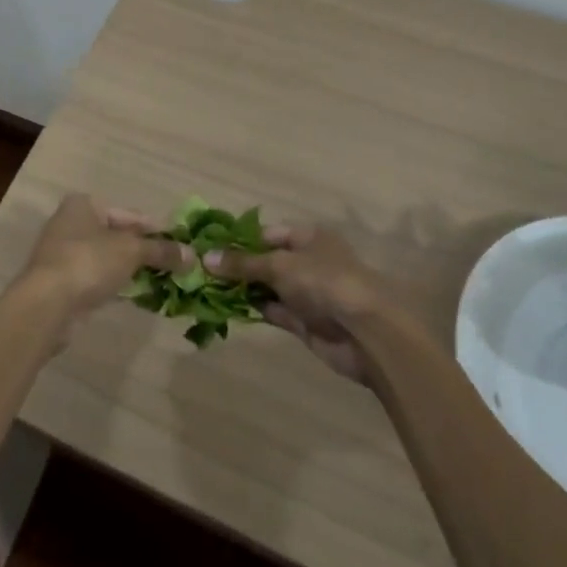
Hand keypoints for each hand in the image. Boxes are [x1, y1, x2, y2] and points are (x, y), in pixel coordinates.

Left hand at [20, 194, 183, 322]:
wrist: (47, 304)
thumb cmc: (89, 262)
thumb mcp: (131, 251)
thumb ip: (161, 251)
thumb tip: (193, 256)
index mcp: (85, 205)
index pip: (129, 215)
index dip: (156, 230)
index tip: (180, 246)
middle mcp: (72, 223)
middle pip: (118, 236)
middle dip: (145, 252)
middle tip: (174, 267)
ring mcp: (64, 254)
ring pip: (108, 259)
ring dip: (132, 270)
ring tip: (161, 283)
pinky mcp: (63, 283)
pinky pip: (97, 278)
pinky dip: (116, 285)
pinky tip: (136, 296)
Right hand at [206, 225, 389, 383]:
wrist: (365, 332)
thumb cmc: (324, 282)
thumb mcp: (279, 265)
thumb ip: (243, 264)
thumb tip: (205, 258)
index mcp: (308, 237)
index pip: (267, 233)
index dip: (239, 239)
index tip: (209, 246)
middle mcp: (307, 262)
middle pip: (266, 261)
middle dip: (238, 266)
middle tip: (201, 270)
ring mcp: (307, 294)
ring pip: (268, 287)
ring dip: (243, 289)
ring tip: (207, 289)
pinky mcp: (305, 323)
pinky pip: (274, 311)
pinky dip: (254, 309)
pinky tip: (227, 308)